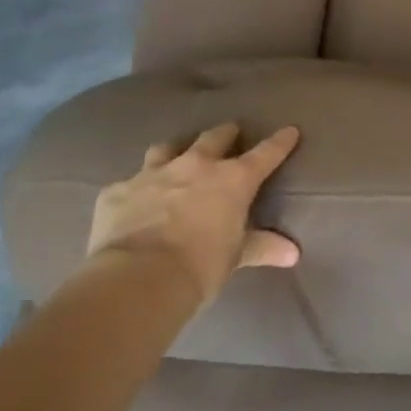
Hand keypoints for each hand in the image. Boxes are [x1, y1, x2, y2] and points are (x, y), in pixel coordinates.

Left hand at [86, 123, 300, 306]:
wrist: (137, 279)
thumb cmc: (200, 267)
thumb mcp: (236, 257)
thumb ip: (262, 247)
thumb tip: (293, 253)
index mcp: (233, 179)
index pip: (265, 153)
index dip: (280, 141)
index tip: (289, 131)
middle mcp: (195, 165)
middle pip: (215, 137)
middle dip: (225, 134)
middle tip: (229, 135)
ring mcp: (153, 174)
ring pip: (167, 148)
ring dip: (175, 152)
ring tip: (176, 159)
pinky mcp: (118, 191)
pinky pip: (127, 184)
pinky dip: (134, 191)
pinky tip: (132, 204)